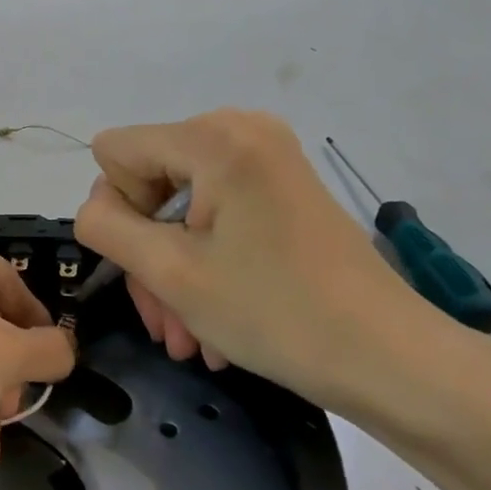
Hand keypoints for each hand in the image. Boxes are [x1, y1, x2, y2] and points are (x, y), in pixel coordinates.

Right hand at [72, 110, 471, 429]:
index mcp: (213, 136)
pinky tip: (214, 319)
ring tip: (189, 336)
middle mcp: (240, 129)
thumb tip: (98, 208)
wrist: (392, 360)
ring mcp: (267, 157)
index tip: (154, 267)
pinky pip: (216, 214)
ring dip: (173, 270)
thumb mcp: (170, 272)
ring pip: (180, 207)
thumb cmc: (276, 313)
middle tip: (166, 324)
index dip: (119, 213)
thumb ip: (106, 226)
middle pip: (148, 181)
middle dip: (148, 255)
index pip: (115, 153)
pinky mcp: (283, 186)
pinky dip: (206, 261)